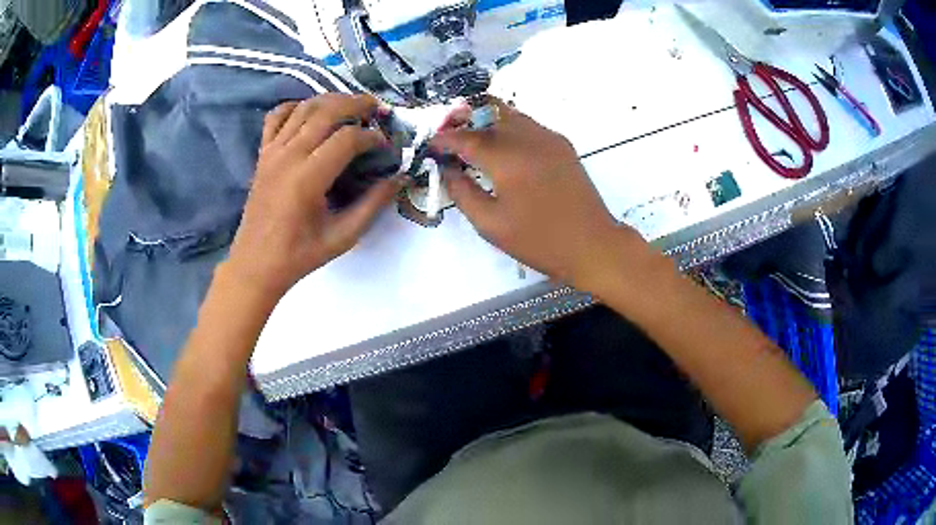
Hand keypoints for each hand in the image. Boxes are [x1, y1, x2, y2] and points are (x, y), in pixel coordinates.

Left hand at [226, 94, 400, 299]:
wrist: (256, 265)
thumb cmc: (300, 255)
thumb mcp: (343, 236)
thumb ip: (373, 204)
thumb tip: (399, 177)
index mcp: (308, 178)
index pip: (347, 139)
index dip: (372, 137)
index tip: (385, 146)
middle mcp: (289, 156)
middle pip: (326, 111)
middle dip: (356, 104)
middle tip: (376, 108)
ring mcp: (272, 152)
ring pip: (303, 108)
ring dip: (330, 99)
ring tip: (350, 104)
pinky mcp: (262, 154)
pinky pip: (276, 117)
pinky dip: (294, 106)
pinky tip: (309, 112)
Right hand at [432, 99, 645, 287]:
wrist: (592, 244)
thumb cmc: (539, 240)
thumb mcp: (490, 224)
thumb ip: (462, 192)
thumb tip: (447, 169)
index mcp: (507, 159)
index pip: (466, 137)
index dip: (445, 139)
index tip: (432, 145)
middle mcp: (528, 138)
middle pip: (488, 113)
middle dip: (464, 120)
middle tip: (450, 136)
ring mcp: (549, 137)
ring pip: (510, 114)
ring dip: (487, 120)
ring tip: (474, 139)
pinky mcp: (562, 144)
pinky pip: (528, 124)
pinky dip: (508, 128)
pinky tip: (503, 148)